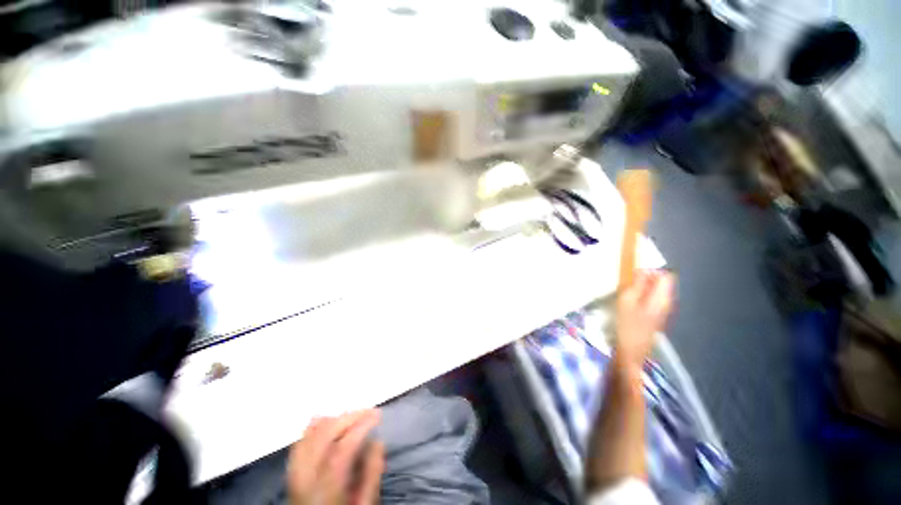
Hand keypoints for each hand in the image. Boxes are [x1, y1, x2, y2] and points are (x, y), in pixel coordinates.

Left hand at [287, 410, 384, 504]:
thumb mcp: (364, 504)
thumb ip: (372, 474)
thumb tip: (378, 441)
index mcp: (326, 489)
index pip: (343, 447)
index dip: (361, 426)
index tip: (377, 415)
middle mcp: (306, 477)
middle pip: (325, 434)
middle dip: (350, 417)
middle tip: (369, 412)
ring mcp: (295, 473)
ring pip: (311, 433)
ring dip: (335, 419)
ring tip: (354, 417)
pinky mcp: (291, 471)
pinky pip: (301, 440)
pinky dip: (316, 426)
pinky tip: (329, 421)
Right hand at [615, 270, 674, 366]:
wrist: (630, 353)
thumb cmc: (627, 326)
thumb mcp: (627, 302)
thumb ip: (636, 285)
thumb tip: (642, 270)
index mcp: (662, 298)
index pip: (665, 275)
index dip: (650, 270)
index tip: (633, 274)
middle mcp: (666, 303)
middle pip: (661, 283)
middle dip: (644, 279)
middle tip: (626, 284)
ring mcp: (661, 311)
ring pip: (655, 291)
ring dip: (641, 288)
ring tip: (625, 294)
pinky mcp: (654, 317)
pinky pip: (650, 300)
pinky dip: (640, 297)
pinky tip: (627, 304)